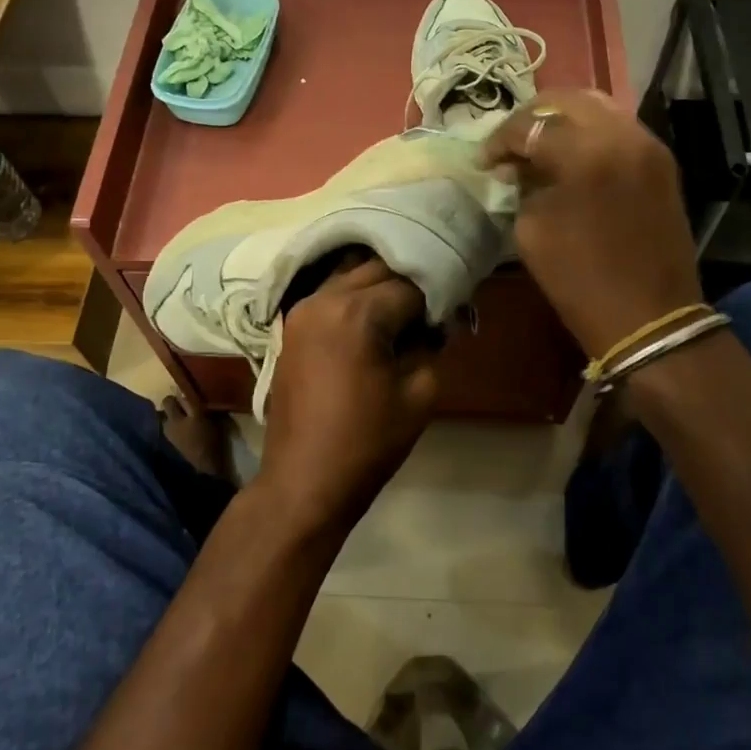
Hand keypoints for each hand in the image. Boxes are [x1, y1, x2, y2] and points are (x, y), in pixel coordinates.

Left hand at [259, 256, 442, 535]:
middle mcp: (324, 298)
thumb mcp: (420, 394)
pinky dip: (355, 295)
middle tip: (435, 302)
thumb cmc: (367, 442)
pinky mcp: (292, 327)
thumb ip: (432, 345)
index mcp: (357, 313)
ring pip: (349, 275)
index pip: (410, 284)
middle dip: (409, 280)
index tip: (458, 307)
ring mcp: (302, 310)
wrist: (303, 481)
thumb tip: (439, 321)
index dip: (438, 294)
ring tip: (408, 306)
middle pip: (377, 268)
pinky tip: (376, 315)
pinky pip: (330, 294)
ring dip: (380, 284)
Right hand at [481, 89, 704, 358]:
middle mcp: (622, 135)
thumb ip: (525, 185)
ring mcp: (648, 145)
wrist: (649, 317)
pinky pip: (619, 129)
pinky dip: (591, 133)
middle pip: (568, 100)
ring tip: (541, 146)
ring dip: (564, 120)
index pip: (531, 125)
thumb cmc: (580, 281)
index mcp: (585, 153)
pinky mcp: (661, 162)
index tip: (485, 161)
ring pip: (598, 107)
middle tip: (511, 144)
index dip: (501, 140)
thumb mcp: (532, 231)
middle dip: (533, 118)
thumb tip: (521, 165)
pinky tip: (573, 157)